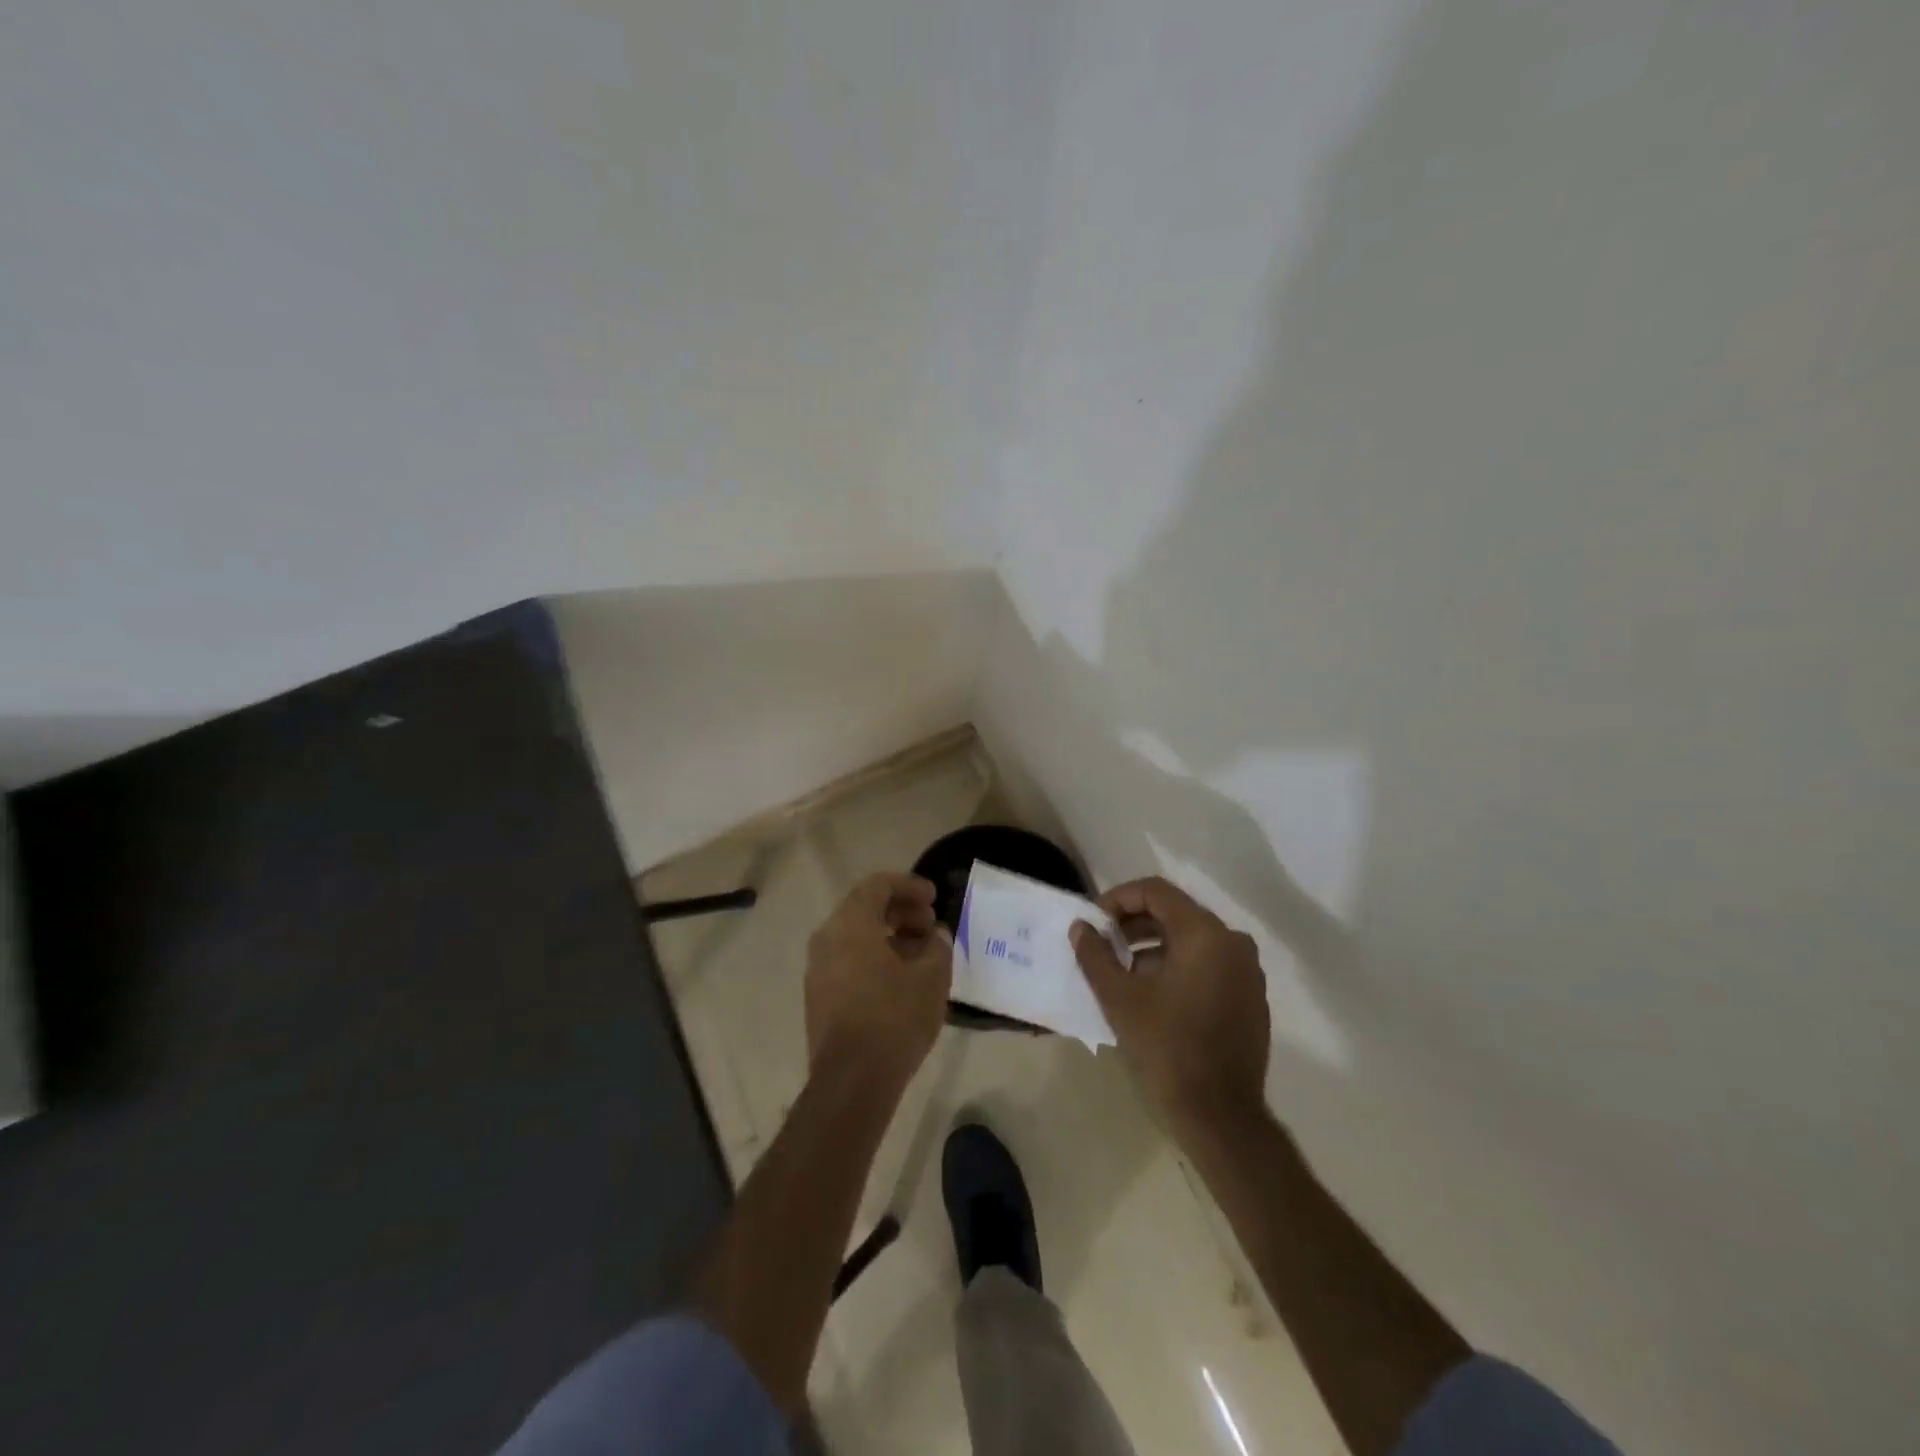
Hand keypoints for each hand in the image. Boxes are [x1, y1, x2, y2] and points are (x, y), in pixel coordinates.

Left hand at [805, 873, 951, 1088]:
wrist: (851, 1081)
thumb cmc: (894, 1017)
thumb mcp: (931, 977)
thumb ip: (937, 945)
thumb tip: (934, 935)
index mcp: (851, 923)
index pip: (878, 885)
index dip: (909, 886)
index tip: (934, 897)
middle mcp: (827, 937)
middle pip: (864, 908)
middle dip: (900, 911)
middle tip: (930, 924)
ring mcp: (817, 968)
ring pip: (855, 935)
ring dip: (889, 935)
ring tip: (920, 952)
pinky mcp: (818, 995)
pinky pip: (847, 960)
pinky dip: (874, 956)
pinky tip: (900, 977)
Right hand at [1070, 877, 1270, 1132]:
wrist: (1220, 1116)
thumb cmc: (1166, 1048)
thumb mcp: (1119, 998)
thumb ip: (1095, 955)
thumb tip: (1081, 928)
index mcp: (1204, 934)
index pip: (1156, 891)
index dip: (1119, 899)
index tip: (1095, 922)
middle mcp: (1233, 942)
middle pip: (1175, 913)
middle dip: (1134, 924)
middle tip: (1103, 944)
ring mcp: (1247, 971)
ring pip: (1192, 940)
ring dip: (1154, 946)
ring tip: (1122, 971)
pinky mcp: (1251, 997)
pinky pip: (1209, 964)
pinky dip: (1178, 966)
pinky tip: (1153, 994)